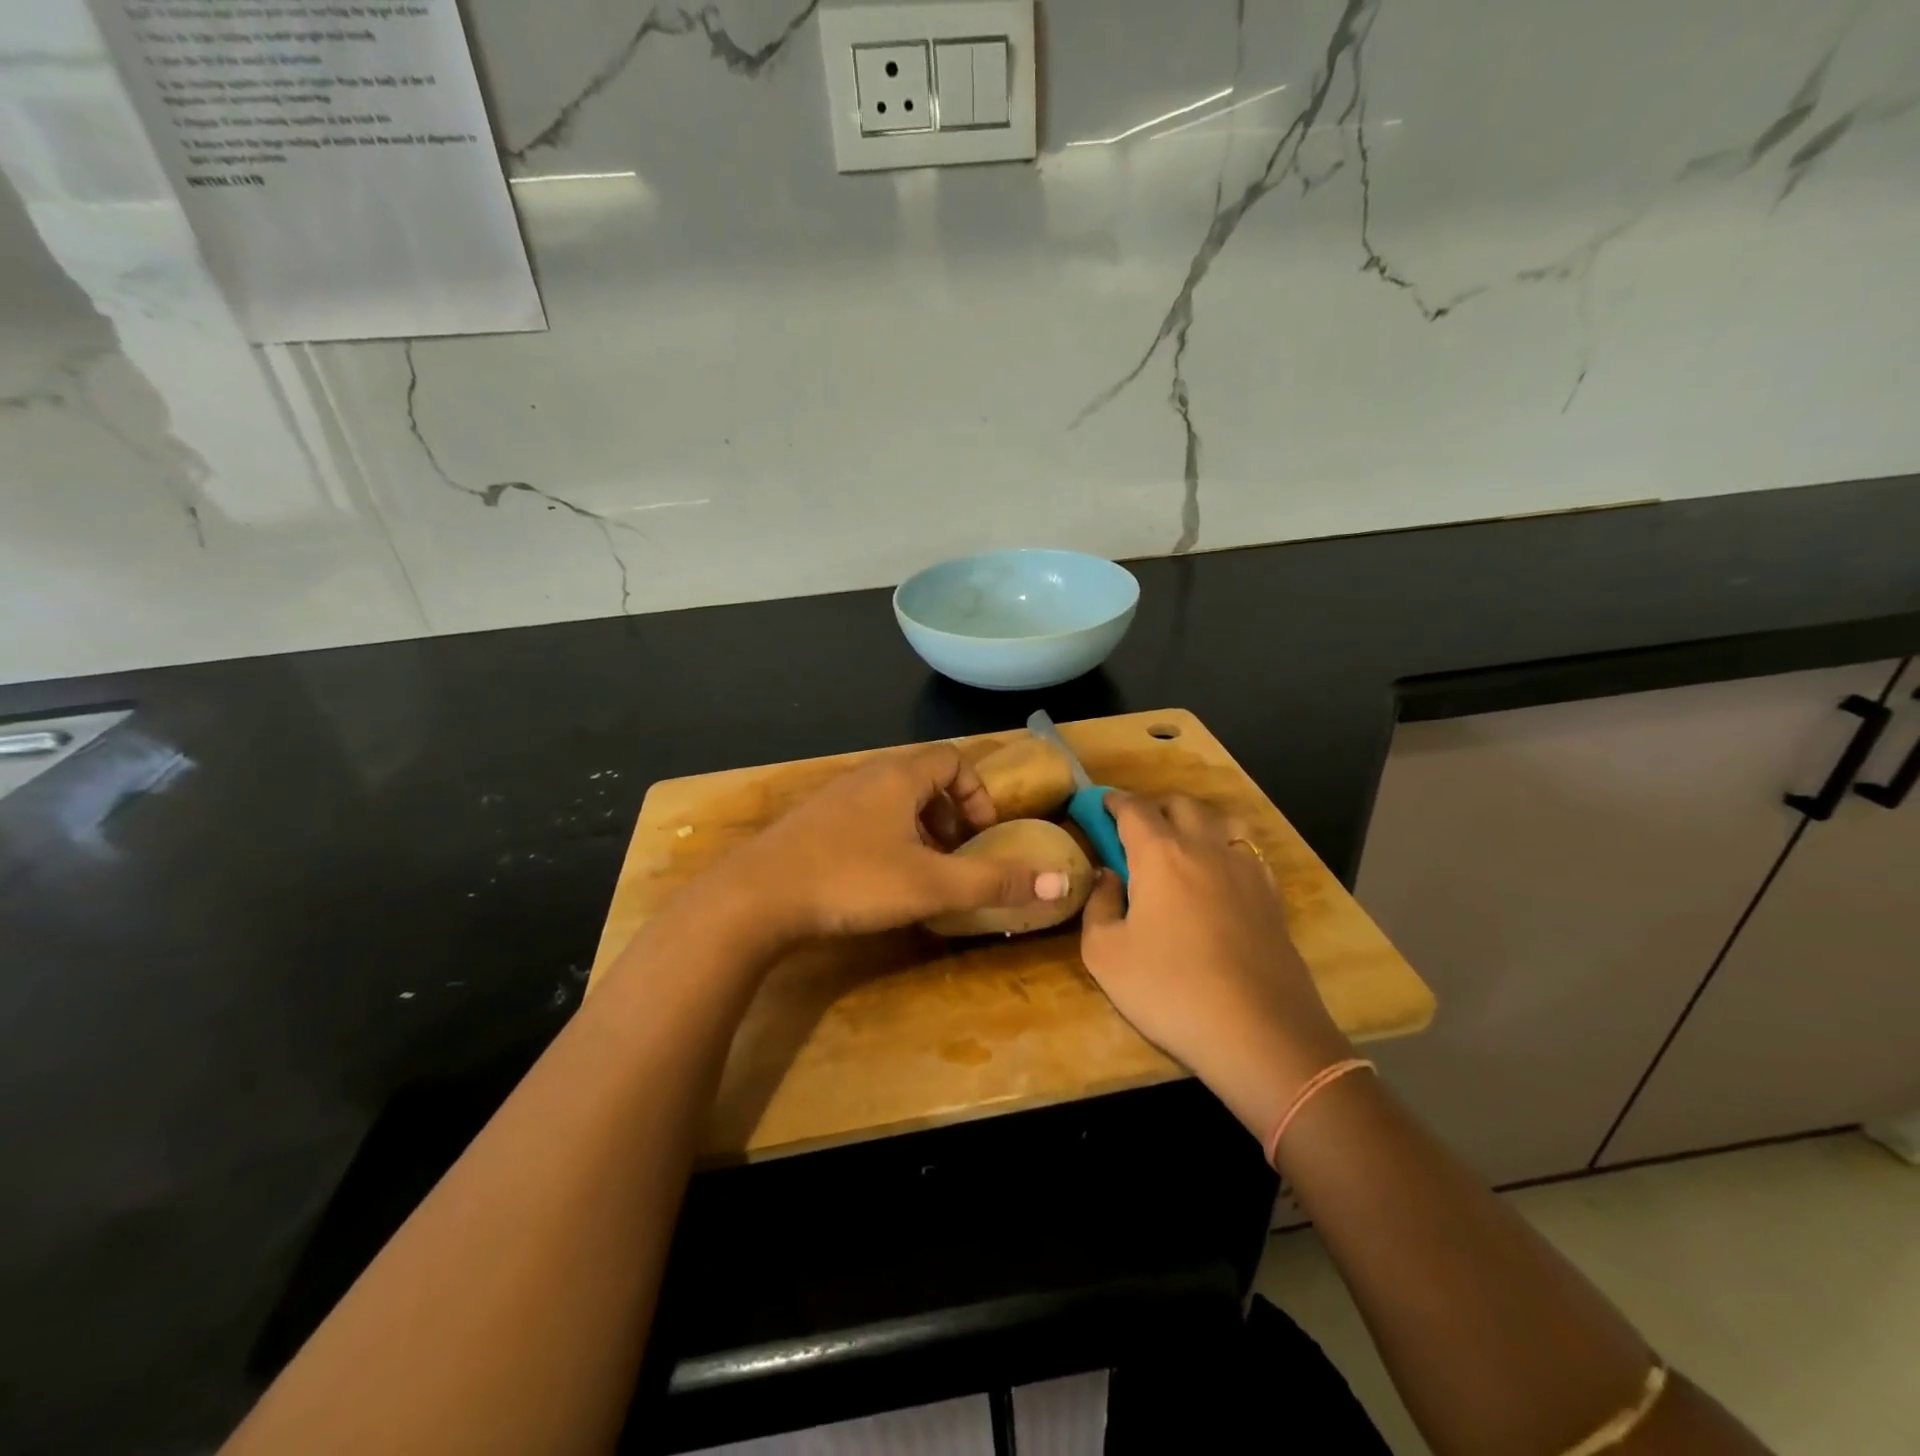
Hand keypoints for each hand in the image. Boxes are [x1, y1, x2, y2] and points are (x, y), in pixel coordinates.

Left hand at [722, 744, 1069, 941]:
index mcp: (897, 777)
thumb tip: (1061, 884)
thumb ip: (995, 883)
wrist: (754, 899)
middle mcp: (865, 776)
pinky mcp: (809, 824)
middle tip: (954, 856)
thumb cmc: (851, 881)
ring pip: (890, 800)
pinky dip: (884, 839)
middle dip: (948, 814)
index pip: (951, 759)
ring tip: (920, 871)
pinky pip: (862, 818)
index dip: (975, 793)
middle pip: (921, 778)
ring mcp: (832, 798)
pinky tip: (875, 881)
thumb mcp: (931, 885)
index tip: (980, 835)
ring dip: (916, 829)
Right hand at [1080, 793, 1353, 1138]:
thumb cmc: (1170, 990)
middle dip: (1152, 806)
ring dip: (1193, 820)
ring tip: (1178, 843)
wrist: (1260, 1033)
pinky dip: (1223, 847)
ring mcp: (1245, 869)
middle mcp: (1205, 847)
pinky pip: (1244, 850)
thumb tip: (1107, 877)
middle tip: (1133, 828)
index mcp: (1161, 854)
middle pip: (1179, 804)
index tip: (1098, 805)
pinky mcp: (1271, 895)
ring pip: (1219, 819)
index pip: (1134, 808)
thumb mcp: (1105, 954)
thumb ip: (1098, 906)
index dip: (1112, 801)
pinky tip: (1216, 875)